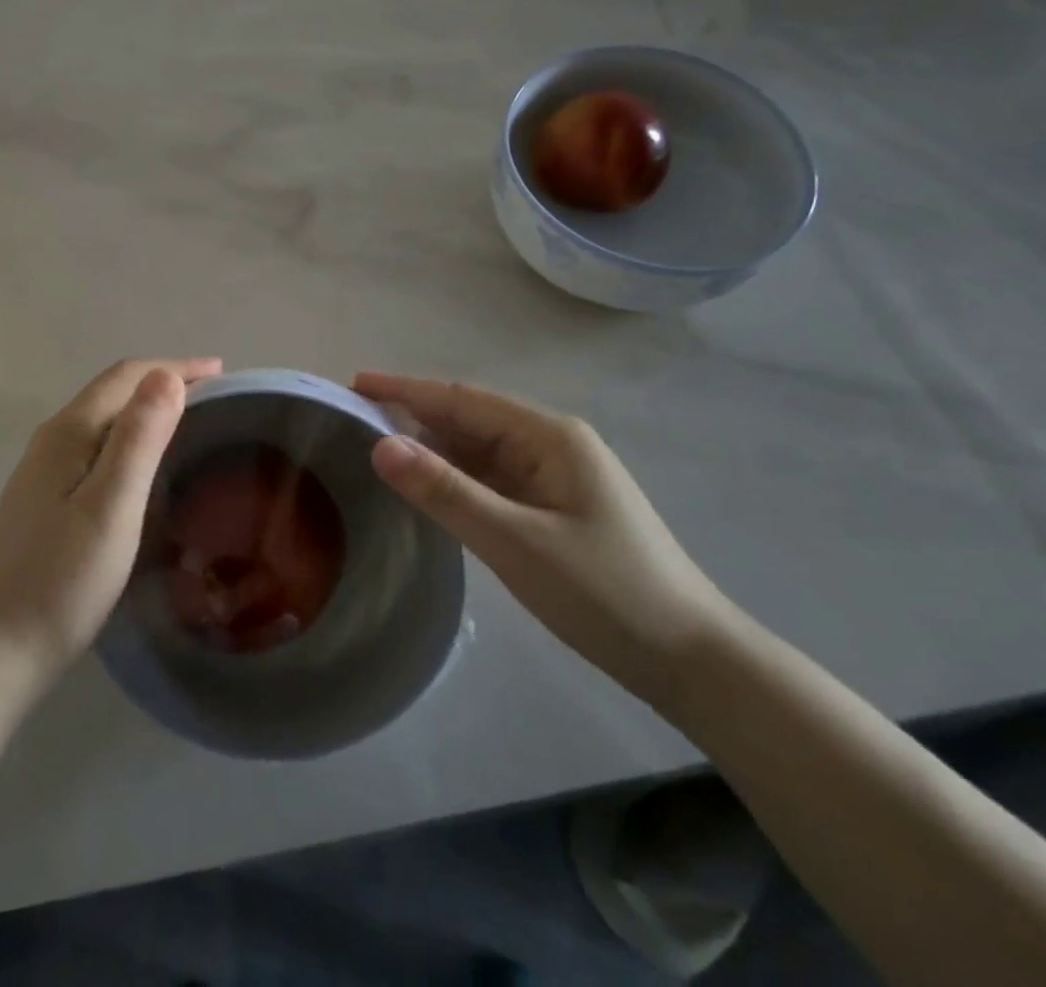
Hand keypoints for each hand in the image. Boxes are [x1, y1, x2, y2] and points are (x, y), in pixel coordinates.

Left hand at [0, 358, 221, 687]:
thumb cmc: (61, 580)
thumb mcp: (111, 506)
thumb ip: (139, 438)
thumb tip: (165, 375)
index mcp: (68, 433)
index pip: (126, 376)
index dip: (174, 367)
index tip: (222, 371)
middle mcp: (52, 442)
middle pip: (113, 393)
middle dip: (163, 384)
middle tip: (215, 397)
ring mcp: (43, 473)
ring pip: (104, 423)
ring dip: (147, 412)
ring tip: (190, 424)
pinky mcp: (44, 502)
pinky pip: (97, 450)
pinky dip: (131, 442)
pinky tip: (145, 469)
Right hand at [356, 372, 734, 705]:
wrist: (693, 661)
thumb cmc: (607, 592)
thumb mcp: (516, 542)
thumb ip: (445, 491)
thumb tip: (380, 444)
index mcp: (548, 436)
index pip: (462, 399)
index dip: (406, 389)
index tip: (354, 383)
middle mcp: (551, 445)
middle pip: (469, 418)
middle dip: (412, 413)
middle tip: (352, 417)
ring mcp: (554, 477)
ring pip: (479, 449)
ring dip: (431, 445)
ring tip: (376, 446)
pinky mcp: (554, 509)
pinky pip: (491, 479)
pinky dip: (454, 476)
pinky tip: (426, 486)